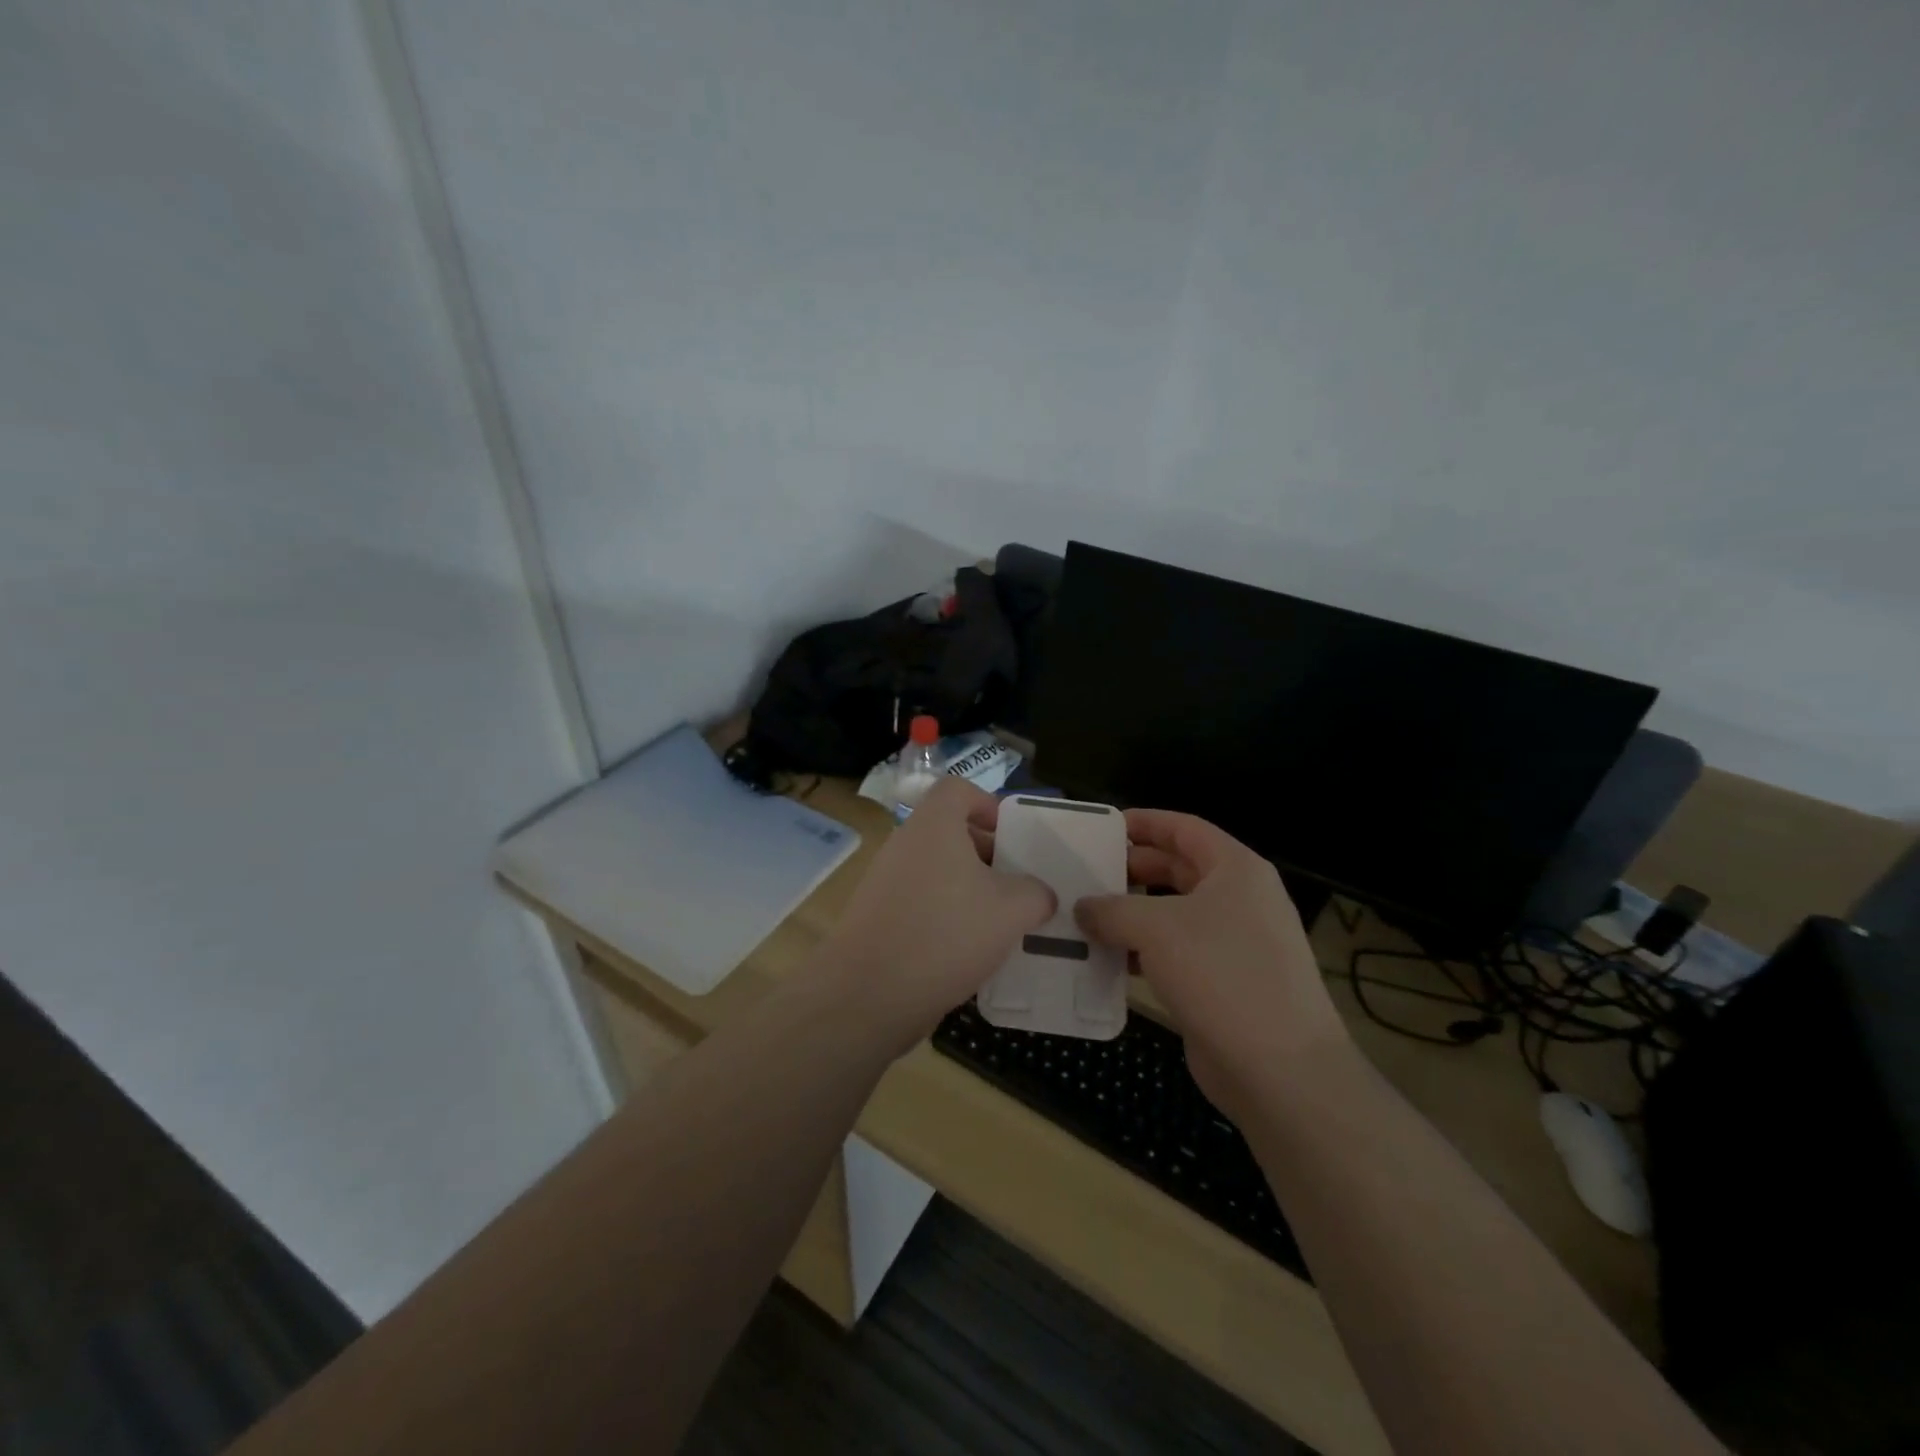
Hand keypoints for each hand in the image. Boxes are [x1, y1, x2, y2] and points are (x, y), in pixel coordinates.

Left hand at [820, 777, 1054, 1056]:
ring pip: (935, 869)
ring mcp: (884, 880)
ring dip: (967, 889)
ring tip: (997, 923)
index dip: (987, 803)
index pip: (957, 789)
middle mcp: (904, 843)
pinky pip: (918, 900)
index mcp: (933, 826)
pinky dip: (944, 915)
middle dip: (986, 854)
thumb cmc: (946, 935)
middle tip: (1015, 886)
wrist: (868, 994)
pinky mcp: (876, 916)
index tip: (1011, 837)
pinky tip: (965, 951)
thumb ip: (1036, 894)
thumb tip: (1040, 894)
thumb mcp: (1011, 911)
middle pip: (949, 831)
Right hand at [1074, 810, 1346, 1115]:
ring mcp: (1235, 944)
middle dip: (1133, 869)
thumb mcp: (1155, 928)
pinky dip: (1143, 951)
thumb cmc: (1221, 974)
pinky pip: (1176, 953)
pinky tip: (1109, 961)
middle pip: (1179, 869)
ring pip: (1174, 914)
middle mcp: (1239, 899)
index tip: (1104, 827)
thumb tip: (1083, 908)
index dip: (1145, 822)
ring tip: (1086, 916)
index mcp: (1235, 870)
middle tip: (1087, 874)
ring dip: (1133, 914)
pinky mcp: (1224, 983)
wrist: (1279, 1069)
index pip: (1184, 828)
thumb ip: (1112, 909)